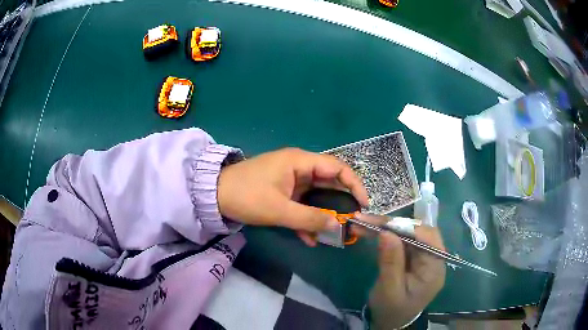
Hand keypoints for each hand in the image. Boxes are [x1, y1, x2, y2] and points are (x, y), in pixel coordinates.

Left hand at [217, 148, 368, 244]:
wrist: (215, 196)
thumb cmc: (247, 196)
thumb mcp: (279, 210)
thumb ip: (309, 218)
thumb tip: (337, 226)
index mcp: (300, 162)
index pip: (337, 167)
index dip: (354, 184)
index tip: (364, 204)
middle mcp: (299, 167)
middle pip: (329, 182)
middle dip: (342, 202)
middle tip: (353, 221)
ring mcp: (291, 180)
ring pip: (317, 196)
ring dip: (324, 214)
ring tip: (334, 233)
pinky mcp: (284, 192)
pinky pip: (302, 204)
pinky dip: (307, 219)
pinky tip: (311, 238)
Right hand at [359, 214, 445, 328]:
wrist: (392, 323)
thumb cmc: (391, 310)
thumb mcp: (389, 290)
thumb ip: (391, 262)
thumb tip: (386, 232)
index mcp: (434, 268)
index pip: (426, 238)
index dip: (405, 227)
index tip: (380, 224)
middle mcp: (434, 258)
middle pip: (418, 231)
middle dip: (393, 224)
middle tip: (366, 220)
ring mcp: (425, 257)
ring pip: (409, 233)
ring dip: (386, 227)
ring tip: (362, 224)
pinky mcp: (415, 257)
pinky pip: (403, 240)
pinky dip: (387, 234)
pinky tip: (371, 232)